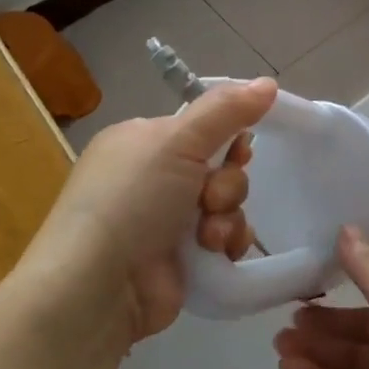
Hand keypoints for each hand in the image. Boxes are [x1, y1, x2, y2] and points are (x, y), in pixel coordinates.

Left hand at [23, 78, 277, 345]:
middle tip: (210, 197)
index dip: (228, 136)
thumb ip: (227, 109)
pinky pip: (226, 237)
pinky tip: (215, 252)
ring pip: (227, 203)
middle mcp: (154, 178)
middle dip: (227, 182)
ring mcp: (166, 221)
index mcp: (143, 142)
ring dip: (226, 215)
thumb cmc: (131, 200)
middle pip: (221, 165)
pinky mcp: (182, 258)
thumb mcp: (178, 141)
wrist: (98, 287)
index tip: (239, 146)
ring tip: (207, 235)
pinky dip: (227, 242)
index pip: (202, 126)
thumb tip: (269, 81)